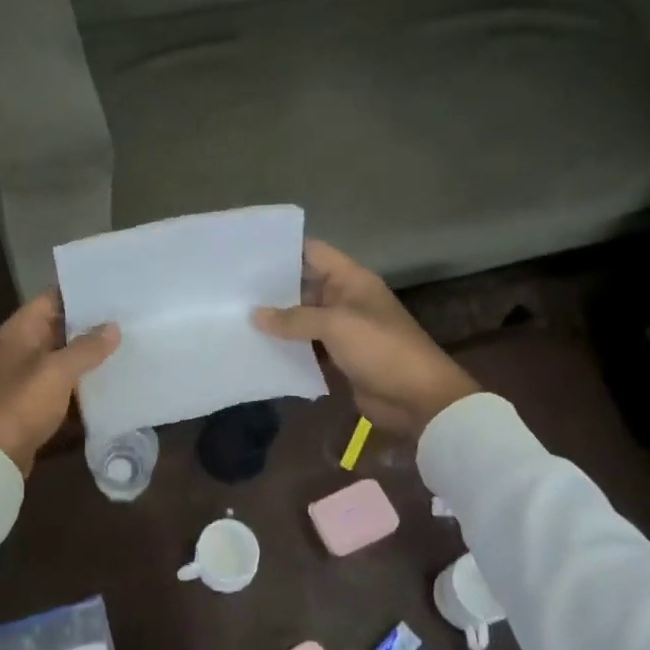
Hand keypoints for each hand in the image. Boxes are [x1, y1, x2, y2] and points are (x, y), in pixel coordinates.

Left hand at [0, 293, 119, 476]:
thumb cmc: (21, 403)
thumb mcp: (57, 371)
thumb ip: (86, 347)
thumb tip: (113, 327)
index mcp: (21, 328)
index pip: (53, 297)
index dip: (82, 291)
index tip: (115, 288)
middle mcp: (22, 345)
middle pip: (60, 325)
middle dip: (91, 322)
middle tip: (130, 316)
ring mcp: (27, 373)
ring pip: (64, 354)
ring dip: (89, 352)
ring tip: (128, 342)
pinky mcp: (34, 399)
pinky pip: (63, 380)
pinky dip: (82, 379)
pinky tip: (111, 378)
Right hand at [253, 240, 480, 438]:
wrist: (418, 399)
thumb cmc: (381, 349)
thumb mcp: (336, 325)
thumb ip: (294, 318)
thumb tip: (255, 315)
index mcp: (351, 279)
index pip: (313, 252)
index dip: (284, 250)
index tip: (247, 253)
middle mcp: (345, 298)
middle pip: (304, 285)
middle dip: (272, 288)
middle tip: (231, 288)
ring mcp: (342, 328)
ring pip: (302, 317)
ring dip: (277, 319)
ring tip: (236, 316)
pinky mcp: (339, 356)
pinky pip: (307, 345)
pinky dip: (287, 346)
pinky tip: (258, 346)